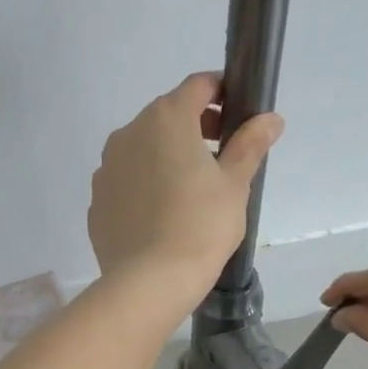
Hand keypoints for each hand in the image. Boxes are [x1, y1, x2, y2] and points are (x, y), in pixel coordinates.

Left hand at [88, 72, 281, 312]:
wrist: (150, 282)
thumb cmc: (201, 226)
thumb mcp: (235, 185)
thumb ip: (250, 145)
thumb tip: (270, 119)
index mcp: (166, 119)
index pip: (198, 86)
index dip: (221, 93)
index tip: (237, 118)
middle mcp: (128, 134)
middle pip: (166, 116)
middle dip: (194, 128)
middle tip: (219, 160)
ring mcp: (106, 169)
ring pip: (141, 150)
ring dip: (165, 158)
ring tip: (188, 193)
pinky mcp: (96, 201)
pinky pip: (125, 183)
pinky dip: (143, 188)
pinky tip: (160, 217)